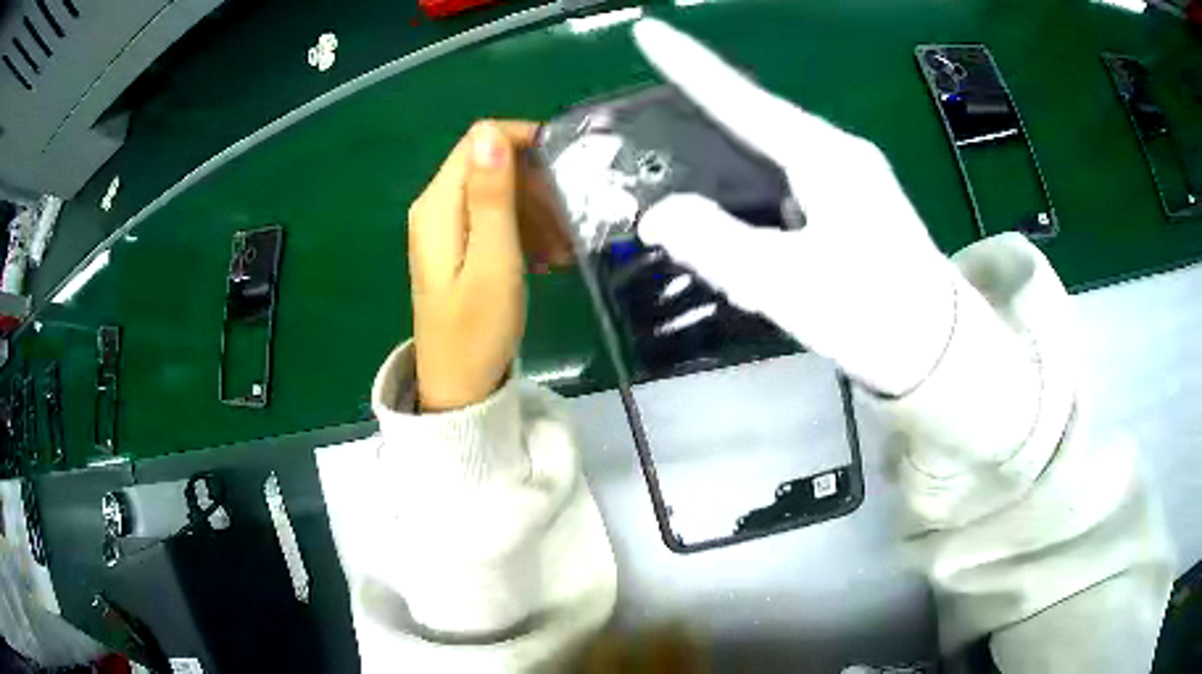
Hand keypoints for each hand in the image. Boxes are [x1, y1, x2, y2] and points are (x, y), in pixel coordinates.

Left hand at [409, 120, 572, 410]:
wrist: (458, 386)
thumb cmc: (478, 330)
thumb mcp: (493, 260)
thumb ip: (491, 196)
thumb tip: (489, 132)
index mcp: (438, 205)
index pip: (479, 140)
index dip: (523, 143)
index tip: (564, 170)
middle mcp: (435, 206)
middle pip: (489, 163)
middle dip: (534, 182)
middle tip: (570, 218)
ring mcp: (444, 227)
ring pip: (496, 191)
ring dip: (534, 209)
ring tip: (563, 246)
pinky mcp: (456, 246)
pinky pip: (493, 218)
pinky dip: (522, 229)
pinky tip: (546, 257)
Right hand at [632, 20, 955, 395]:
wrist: (942, 353)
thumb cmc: (873, 313)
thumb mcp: (785, 284)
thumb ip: (715, 244)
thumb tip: (659, 215)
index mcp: (823, 157)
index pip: (741, 99)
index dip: (689, 65)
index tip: (647, 30)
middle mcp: (839, 155)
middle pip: (758, 123)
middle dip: (708, 118)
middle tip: (659, 122)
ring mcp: (853, 182)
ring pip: (776, 160)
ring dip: (734, 168)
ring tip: (697, 189)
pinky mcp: (857, 209)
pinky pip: (794, 188)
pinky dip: (762, 200)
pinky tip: (749, 229)